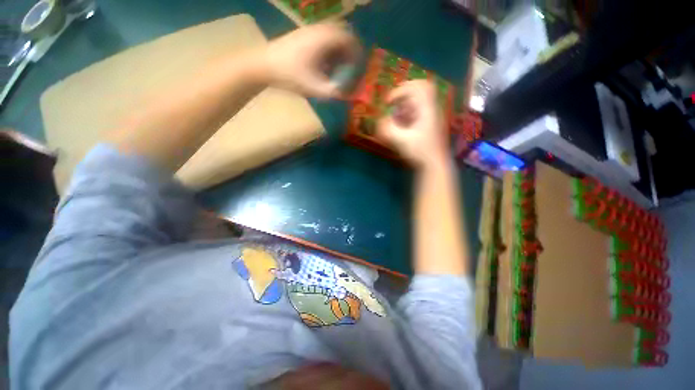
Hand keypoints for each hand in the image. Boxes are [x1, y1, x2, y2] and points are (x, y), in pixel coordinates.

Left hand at [262, 23, 360, 98]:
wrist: (263, 65)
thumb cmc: (289, 75)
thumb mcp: (313, 87)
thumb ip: (332, 92)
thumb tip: (346, 95)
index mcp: (323, 39)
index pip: (348, 38)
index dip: (357, 52)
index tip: (358, 66)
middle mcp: (318, 30)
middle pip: (342, 35)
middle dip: (349, 51)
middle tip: (350, 67)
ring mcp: (308, 31)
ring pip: (332, 37)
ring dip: (338, 51)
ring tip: (338, 68)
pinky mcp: (302, 36)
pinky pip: (322, 39)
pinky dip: (329, 50)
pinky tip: (324, 64)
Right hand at [377, 80, 448, 167]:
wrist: (434, 165)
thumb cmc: (420, 152)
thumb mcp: (401, 141)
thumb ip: (388, 129)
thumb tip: (379, 119)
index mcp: (427, 109)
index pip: (416, 87)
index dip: (399, 91)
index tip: (387, 103)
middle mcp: (431, 108)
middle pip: (421, 87)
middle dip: (403, 92)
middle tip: (392, 101)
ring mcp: (432, 116)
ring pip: (420, 99)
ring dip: (405, 102)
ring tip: (395, 113)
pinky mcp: (430, 124)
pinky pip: (419, 110)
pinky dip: (408, 112)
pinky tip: (401, 123)